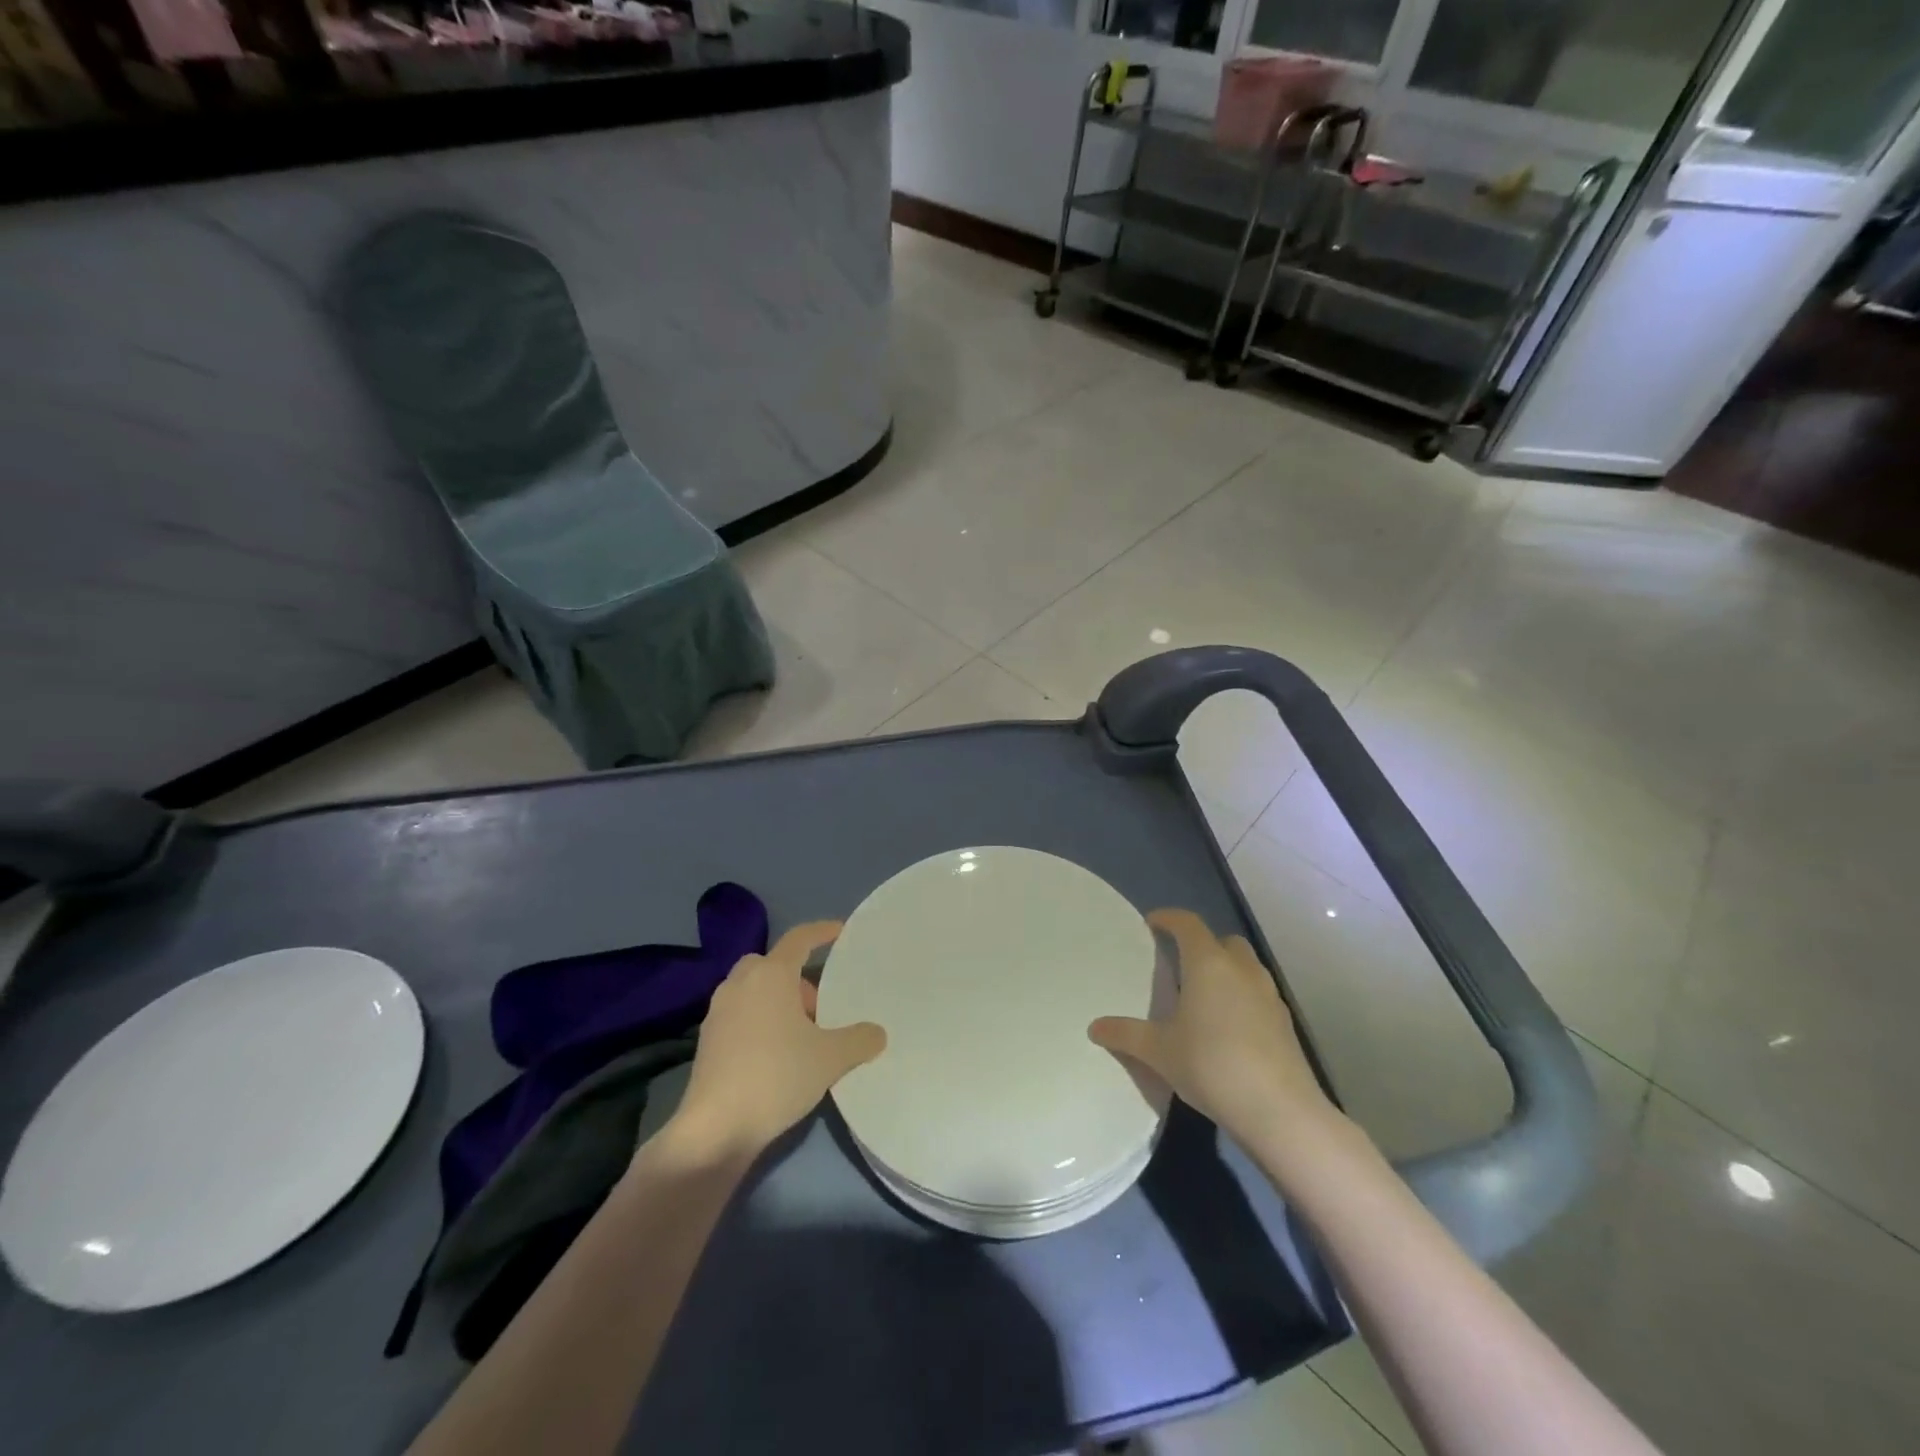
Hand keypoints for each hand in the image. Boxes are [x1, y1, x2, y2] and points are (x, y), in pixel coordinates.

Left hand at [662, 921, 886, 1162]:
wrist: (715, 1129)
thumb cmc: (776, 1076)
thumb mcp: (831, 1058)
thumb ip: (859, 1040)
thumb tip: (877, 1033)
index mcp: (770, 974)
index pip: (800, 938)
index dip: (822, 931)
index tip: (841, 931)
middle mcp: (740, 983)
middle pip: (773, 966)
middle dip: (797, 980)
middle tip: (819, 1009)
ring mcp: (718, 1012)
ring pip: (754, 991)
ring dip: (777, 1002)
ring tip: (801, 1036)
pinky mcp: (706, 1042)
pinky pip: (740, 1016)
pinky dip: (760, 1023)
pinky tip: (776, 1057)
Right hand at [1089, 908, 1339, 1156]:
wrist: (1280, 1111)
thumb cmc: (1212, 1066)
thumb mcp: (1159, 1052)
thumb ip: (1126, 1034)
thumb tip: (1094, 1027)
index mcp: (1208, 963)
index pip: (1188, 923)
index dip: (1168, 918)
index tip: (1152, 923)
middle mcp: (1241, 969)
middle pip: (1222, 940)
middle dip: (1201, 944)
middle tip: (1179, 963)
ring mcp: (1268, 994)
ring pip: (1245, 966)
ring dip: (1225, 970)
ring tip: (1203, 996)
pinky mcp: (1285, 1022)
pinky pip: (1258, 993)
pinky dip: (1242, 997)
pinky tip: (1228, 1027)